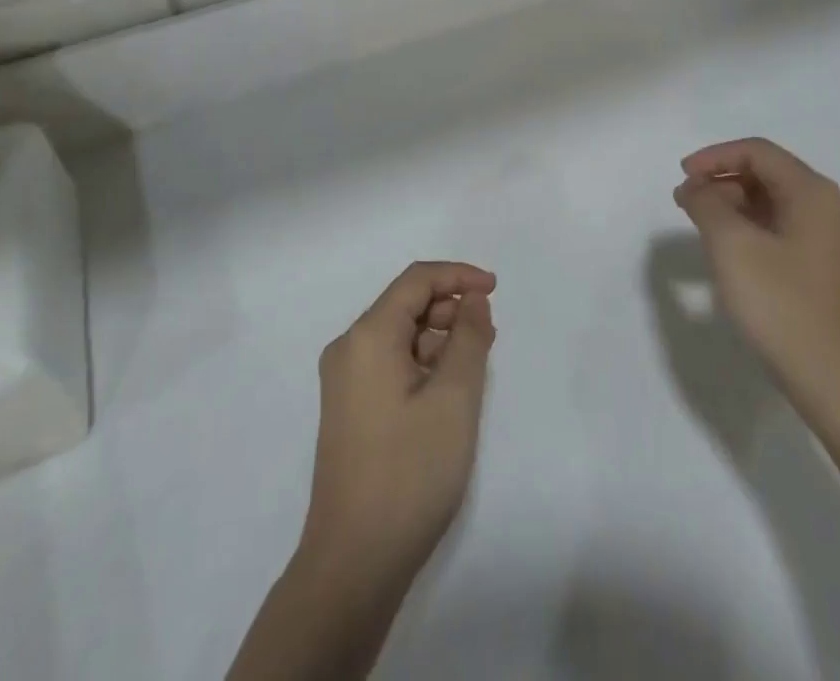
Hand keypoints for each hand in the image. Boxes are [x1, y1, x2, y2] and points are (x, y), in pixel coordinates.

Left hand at [299, 261, 496, 588]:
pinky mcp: (349, 410)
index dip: (458, 276)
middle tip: (489, 335)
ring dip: (438, 338)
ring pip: (399, 336)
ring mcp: (344, 382)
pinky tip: (448, 392)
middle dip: (450, 308)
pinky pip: (390, 363)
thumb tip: (472, 300)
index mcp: (367, 336)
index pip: (416, 281)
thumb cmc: (409, 472)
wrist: (353, 563)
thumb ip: (468, 338)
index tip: (495, 290)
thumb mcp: (454, 399)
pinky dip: (422, 363)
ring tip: (475, 365)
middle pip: (405, 305)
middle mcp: (349, 349)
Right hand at [674, 138, 839, 431]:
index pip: (757, 152)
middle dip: (722, 181)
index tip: (681, 177)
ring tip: (702, 228)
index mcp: (813, 194)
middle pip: (768, 175)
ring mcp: (834, 245)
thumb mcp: (733, 248)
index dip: (714, 157)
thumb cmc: (786, 308)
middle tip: (686, 203)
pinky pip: (785, 234)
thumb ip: (707, 205)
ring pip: (776, 206)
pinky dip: (752, 232)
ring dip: (735, 207)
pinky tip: (733, 257)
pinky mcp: (830, 275)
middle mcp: (830, 210)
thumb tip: (697, 188)